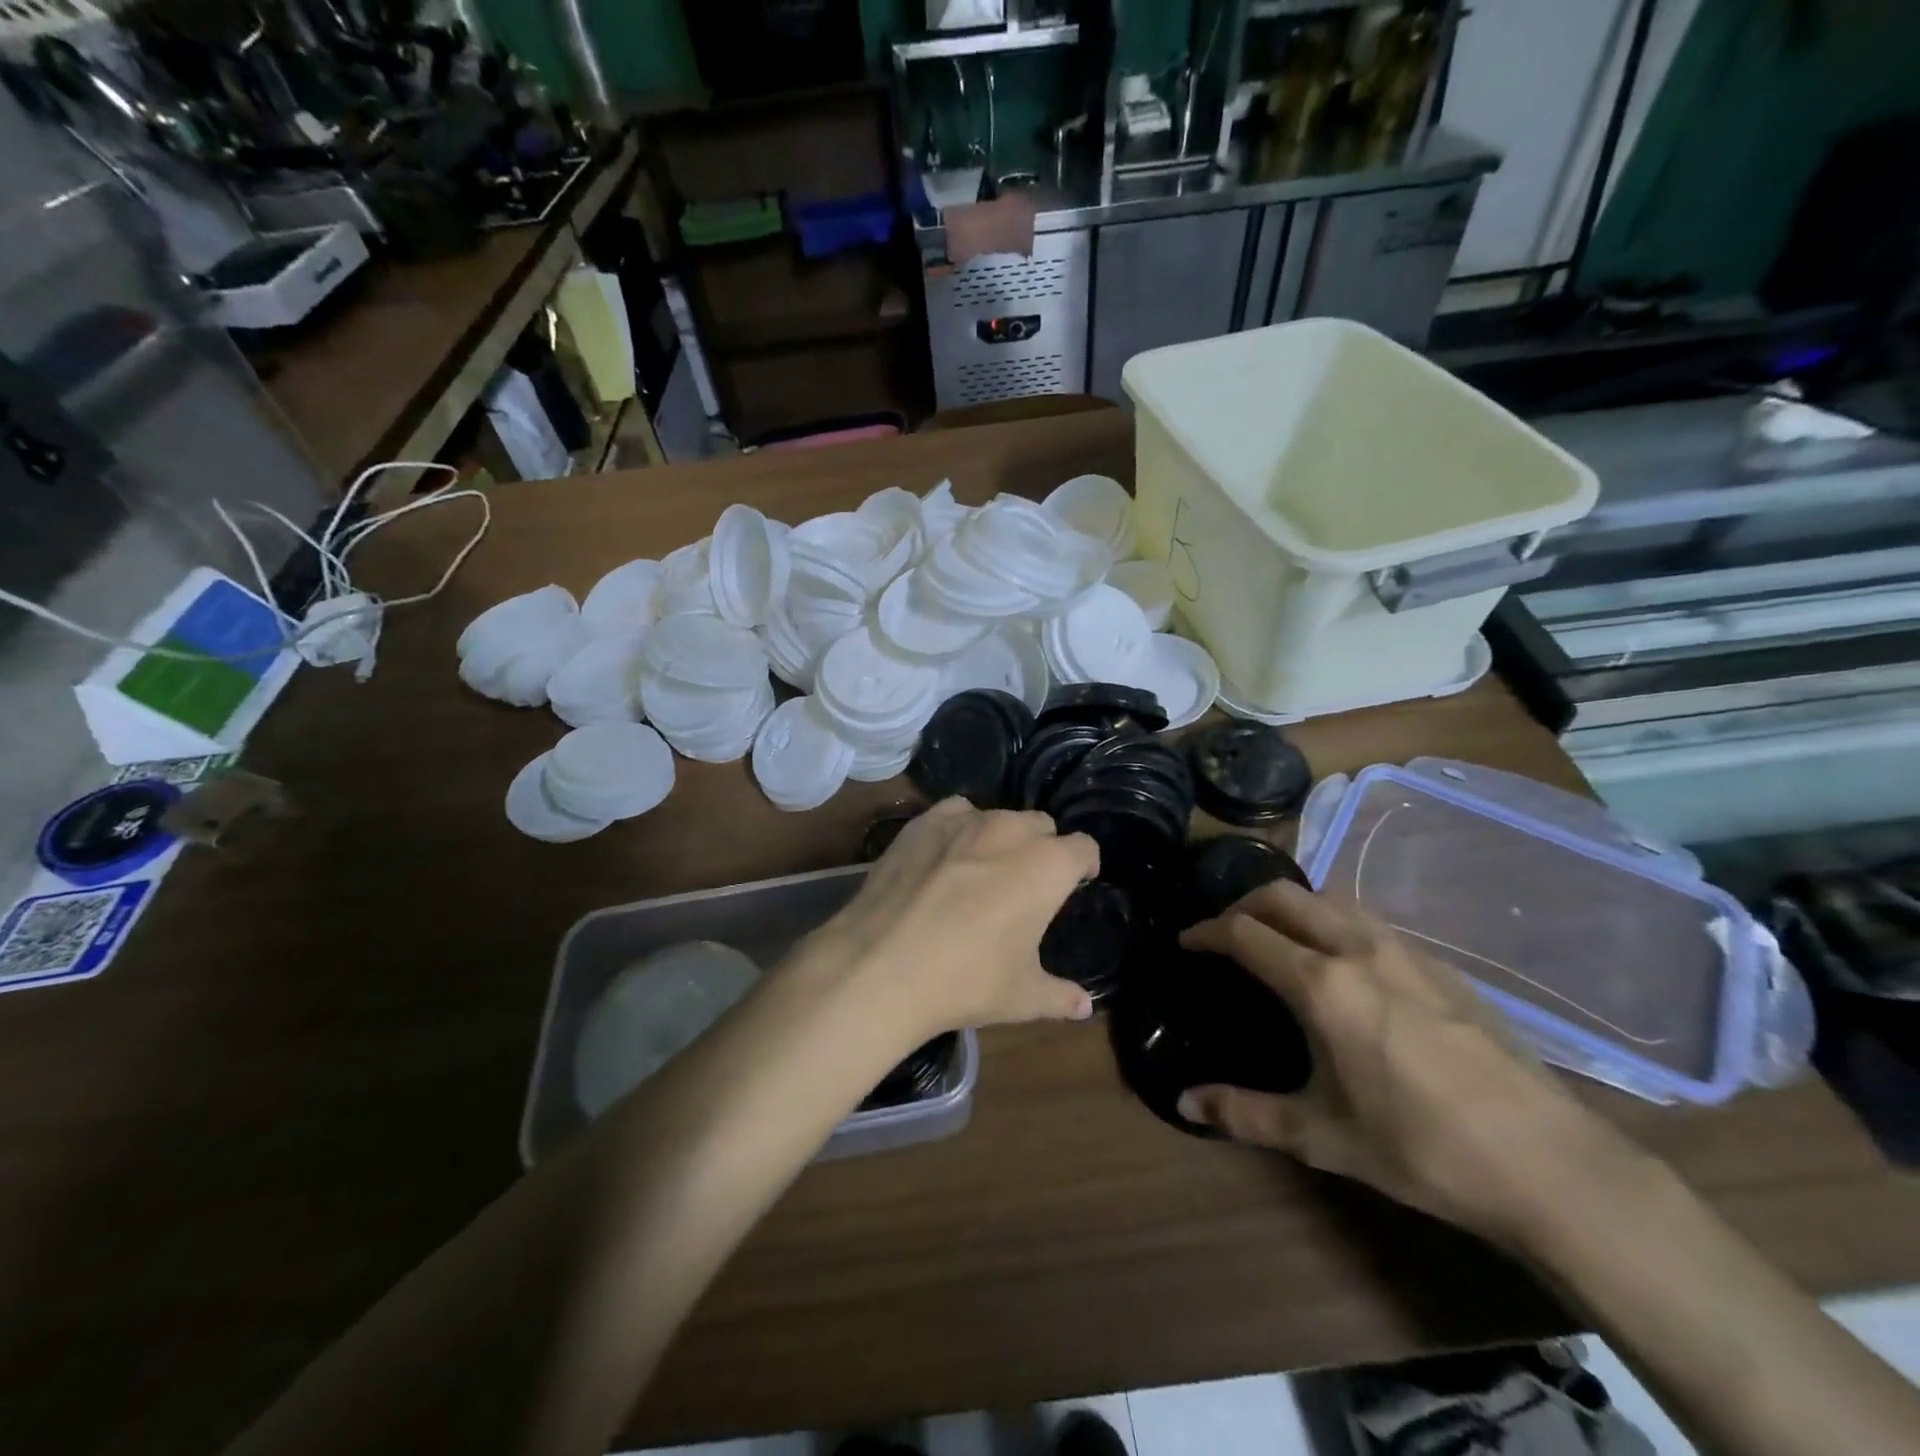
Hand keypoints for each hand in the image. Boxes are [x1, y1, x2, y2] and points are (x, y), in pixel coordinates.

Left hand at [800, 798, 1099, 1043]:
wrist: (881, 966)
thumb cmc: (966, 980)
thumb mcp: (1022, 996)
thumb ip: (1060, 996)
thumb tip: (1084, 1006)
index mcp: (1047, 866)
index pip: (1084, 847)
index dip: (1085, 864)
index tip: (1078, 881)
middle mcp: (1010, 830)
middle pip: (1041, 825)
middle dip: (1043, 847)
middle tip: (1028, 882)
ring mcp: (963, 821)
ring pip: (997, 816)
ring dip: (1001, 837)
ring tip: (984, 868)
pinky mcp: (922, 823)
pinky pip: (954, 813)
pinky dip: (959, 828)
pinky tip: (945, 856)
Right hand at [1177, 882, 1600, 1249]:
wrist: (1550, 1163)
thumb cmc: (1421, 1149)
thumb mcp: (1322, 1136)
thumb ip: (1245, 1113)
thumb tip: (1184, 1103)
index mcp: (1321, 984)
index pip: (1245, 933)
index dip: (1206, 932)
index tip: (1187, 942)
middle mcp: (1358, 949)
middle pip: (1284, 896)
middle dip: (1243, 905)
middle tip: (1225, 933)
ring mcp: (1405, 951)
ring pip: (1330, 899)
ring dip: (1292, 907)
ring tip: (1279, 939)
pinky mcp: (1442, 965)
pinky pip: (1369, 921)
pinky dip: (1334, 922)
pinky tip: (1345, 965)